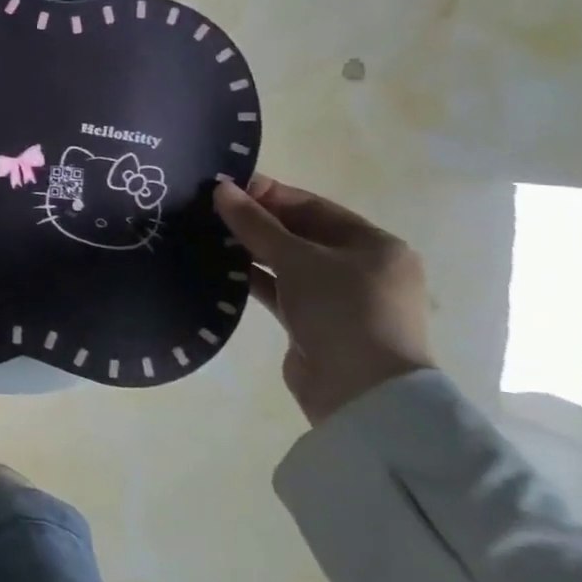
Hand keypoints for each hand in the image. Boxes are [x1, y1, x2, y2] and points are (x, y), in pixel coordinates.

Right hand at [212, 174, 433, 425]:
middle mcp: (360, 268)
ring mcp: (338, 298)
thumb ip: (256, 224)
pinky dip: (254, 278)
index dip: (269, 195)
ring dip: (251, 250)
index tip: (225, 188)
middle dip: (257, 222)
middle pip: (300, 234)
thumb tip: (220, 188)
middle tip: (209, 210)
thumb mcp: (297, 259)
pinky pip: (280, 290)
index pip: (313, 207)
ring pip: (287, 263)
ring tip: (207, 235)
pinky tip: (220, 268)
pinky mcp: (314, 324)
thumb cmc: (342, 311)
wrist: (361, 394)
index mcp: (374, 244)